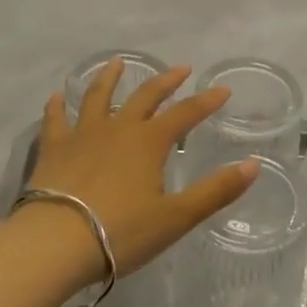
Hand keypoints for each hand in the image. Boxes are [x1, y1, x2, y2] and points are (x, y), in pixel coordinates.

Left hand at [21, 59, 258, 280]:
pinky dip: (57, 106)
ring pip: (98, 97)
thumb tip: (254, 164)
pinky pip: (55, 120)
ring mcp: (82, 135)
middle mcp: (118, 128)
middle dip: (165, 81)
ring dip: (110, 78)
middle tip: (180, 68)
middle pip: (145, 97)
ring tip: (117, 63)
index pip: (185, 114)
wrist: (55, 243)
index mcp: (149, 142)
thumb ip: (216, 191)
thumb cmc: (121, 233)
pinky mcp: (53, 149)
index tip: (222, 90)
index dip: (206, 102)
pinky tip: (56, 97)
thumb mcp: (177, 217)